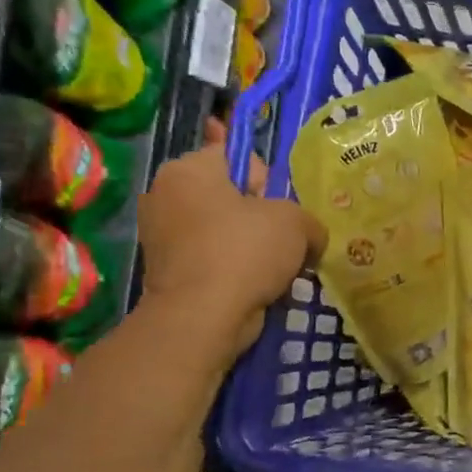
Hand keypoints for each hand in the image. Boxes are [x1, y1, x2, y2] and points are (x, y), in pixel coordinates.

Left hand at [138, 141, 325, 353]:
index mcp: (188, 169)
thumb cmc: (245, 251)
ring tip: (275, 268)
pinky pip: (212, 259)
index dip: (266, 179)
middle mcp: (165, 195)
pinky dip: (233, 269)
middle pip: (229, 195)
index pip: (234, 155)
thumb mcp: (296, 222)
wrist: (202, 316)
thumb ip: (308, 220)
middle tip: (284, 240)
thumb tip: (311, 238)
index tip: (281, 206)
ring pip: (222, 231)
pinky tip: (256, 285)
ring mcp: (161, 235)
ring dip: (249, 246)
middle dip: (259, 216)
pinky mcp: (167, 271)